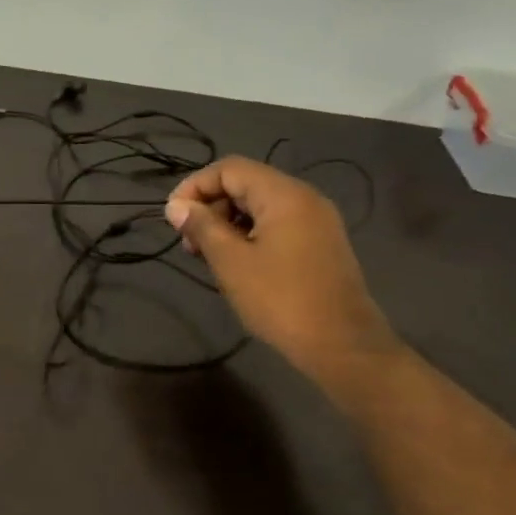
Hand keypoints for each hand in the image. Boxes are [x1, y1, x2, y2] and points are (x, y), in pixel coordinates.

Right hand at [164, 157, 397, 381]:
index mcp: (284, 195)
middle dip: (210, 206)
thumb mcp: (231, 262)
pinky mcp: (320, 244)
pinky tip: (236, 263)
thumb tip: (176, 206)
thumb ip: (201, 227)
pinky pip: (277, 224)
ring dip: (227, 222)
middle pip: (245, 184)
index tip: (173, 217)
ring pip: (260, 206)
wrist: (342, 345)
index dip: (195, 186)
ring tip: (208, 256)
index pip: (229, 169)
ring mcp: (317, 221)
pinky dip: (249, 234)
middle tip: (190, 243)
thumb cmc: (280, 300)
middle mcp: (305, 198)